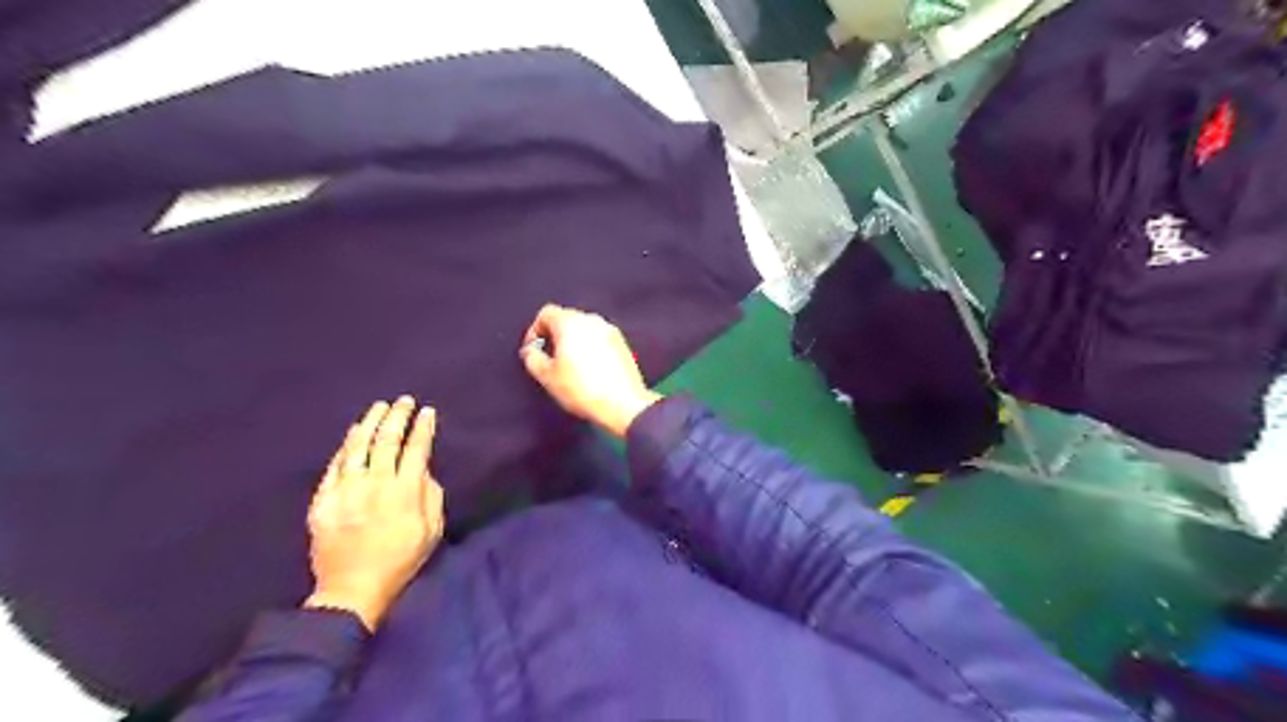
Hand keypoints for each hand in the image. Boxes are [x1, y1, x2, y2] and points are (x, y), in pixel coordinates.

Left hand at [305, 398, 445, 627]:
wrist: (352, 589)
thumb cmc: (401, 560)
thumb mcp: (432, 531)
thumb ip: (432, 496)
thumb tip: (423, 471)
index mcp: (405, 492)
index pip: (416, 449)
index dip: (423, 428)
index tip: (427, 412)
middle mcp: (375, 484)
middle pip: (387, 440)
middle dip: (398, 417)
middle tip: (404, 400)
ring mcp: (346, 490)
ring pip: (358, 447)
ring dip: (370, 423)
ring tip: (379, 407)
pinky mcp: (324, 499)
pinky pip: (335, 465)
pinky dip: (346, 446)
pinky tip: (353, 433)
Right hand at [521, 302, 663, 437]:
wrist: (623, 404)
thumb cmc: (583, 389)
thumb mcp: (547, 377)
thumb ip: (532, 358)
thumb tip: (531, 351)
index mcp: (570, 322)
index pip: (546, 313)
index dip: (535, 330)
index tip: (533, 348)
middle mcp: (592, 320)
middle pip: (566, 318)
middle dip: (554, 335)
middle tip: (549, 358)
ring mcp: (610, 331)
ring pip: (584, 329)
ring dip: (573, 342)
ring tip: (569, 366)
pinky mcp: (622, 344)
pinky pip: (599, 339)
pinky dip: (590, 348)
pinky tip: (588, 370)